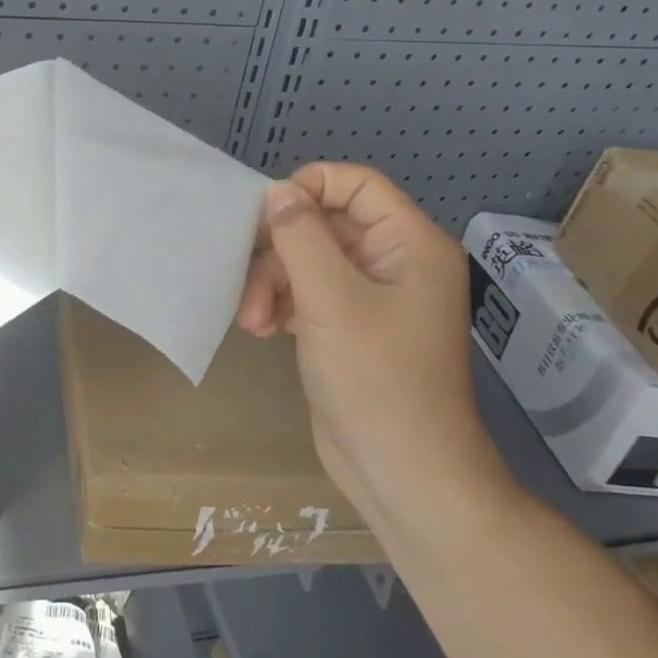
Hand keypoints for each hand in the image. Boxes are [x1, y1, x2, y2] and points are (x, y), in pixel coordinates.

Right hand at [237, 163, 495, 511]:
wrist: (402, 472)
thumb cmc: (376, 379)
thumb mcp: (331, 300)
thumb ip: (301, 237)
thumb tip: (279, 192)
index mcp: (409, 244)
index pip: (357, 185)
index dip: (309, 188)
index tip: (265, 215)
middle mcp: (394, 263)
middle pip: (325, 225)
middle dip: (280, 251)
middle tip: (248, 281)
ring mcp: (370, 298)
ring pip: (308, 262)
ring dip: (273, 283)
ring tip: (252, 320)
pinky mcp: (348, 328)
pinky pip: (307, 295)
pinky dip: (281, 305)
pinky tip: (261, 329)